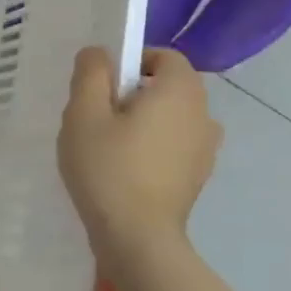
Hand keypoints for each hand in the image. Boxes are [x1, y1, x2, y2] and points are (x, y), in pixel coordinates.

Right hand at [58, 47, 221, 260]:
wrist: (137, 237)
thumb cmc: (108, 167)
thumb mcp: (84, 113)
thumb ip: (91, 73)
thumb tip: (99, 53)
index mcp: (181, 91)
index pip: (164, 56)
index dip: (132, 61)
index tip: (102, 85)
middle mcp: (203, 114)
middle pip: (169, 86)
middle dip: (134, 92)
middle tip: (97, 116)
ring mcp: (206, 149)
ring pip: (171, 117)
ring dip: (144, 120)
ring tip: (108, 144)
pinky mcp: (197, 176)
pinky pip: (174, 144)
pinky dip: (153, 146)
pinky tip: (124, 168)